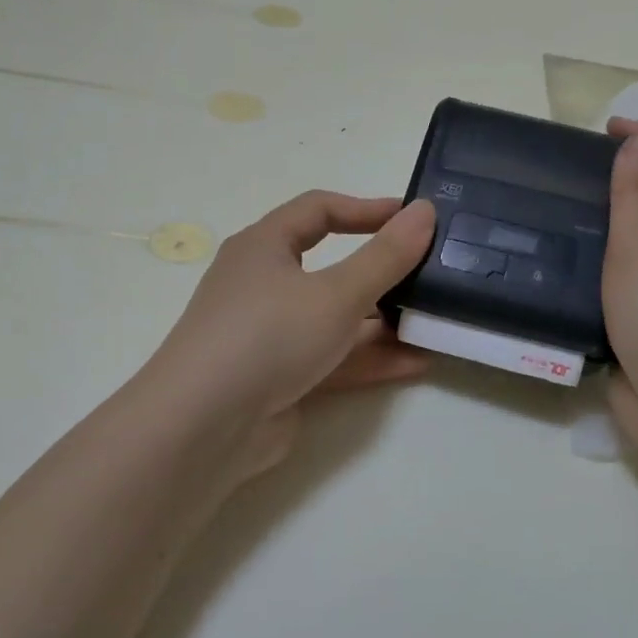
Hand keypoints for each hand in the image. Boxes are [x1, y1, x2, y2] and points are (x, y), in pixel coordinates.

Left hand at [142, 191, 437, 486]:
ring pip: (336, 319)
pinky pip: (333, 358)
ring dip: (383, 322)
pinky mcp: (281, 378)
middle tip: (430, 276)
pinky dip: (370, 359)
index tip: (412, 219)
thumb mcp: (337, 293)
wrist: (204, 428)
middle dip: (383, 273)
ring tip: (433, 323)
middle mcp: (265, 285)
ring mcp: (272, 335)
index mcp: (264, 247)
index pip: (320, 211)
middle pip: (332, 268)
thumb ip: (386, 256)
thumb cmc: (268, 337)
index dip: (367, 209)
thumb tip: (425, 211)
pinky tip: (416, 363)